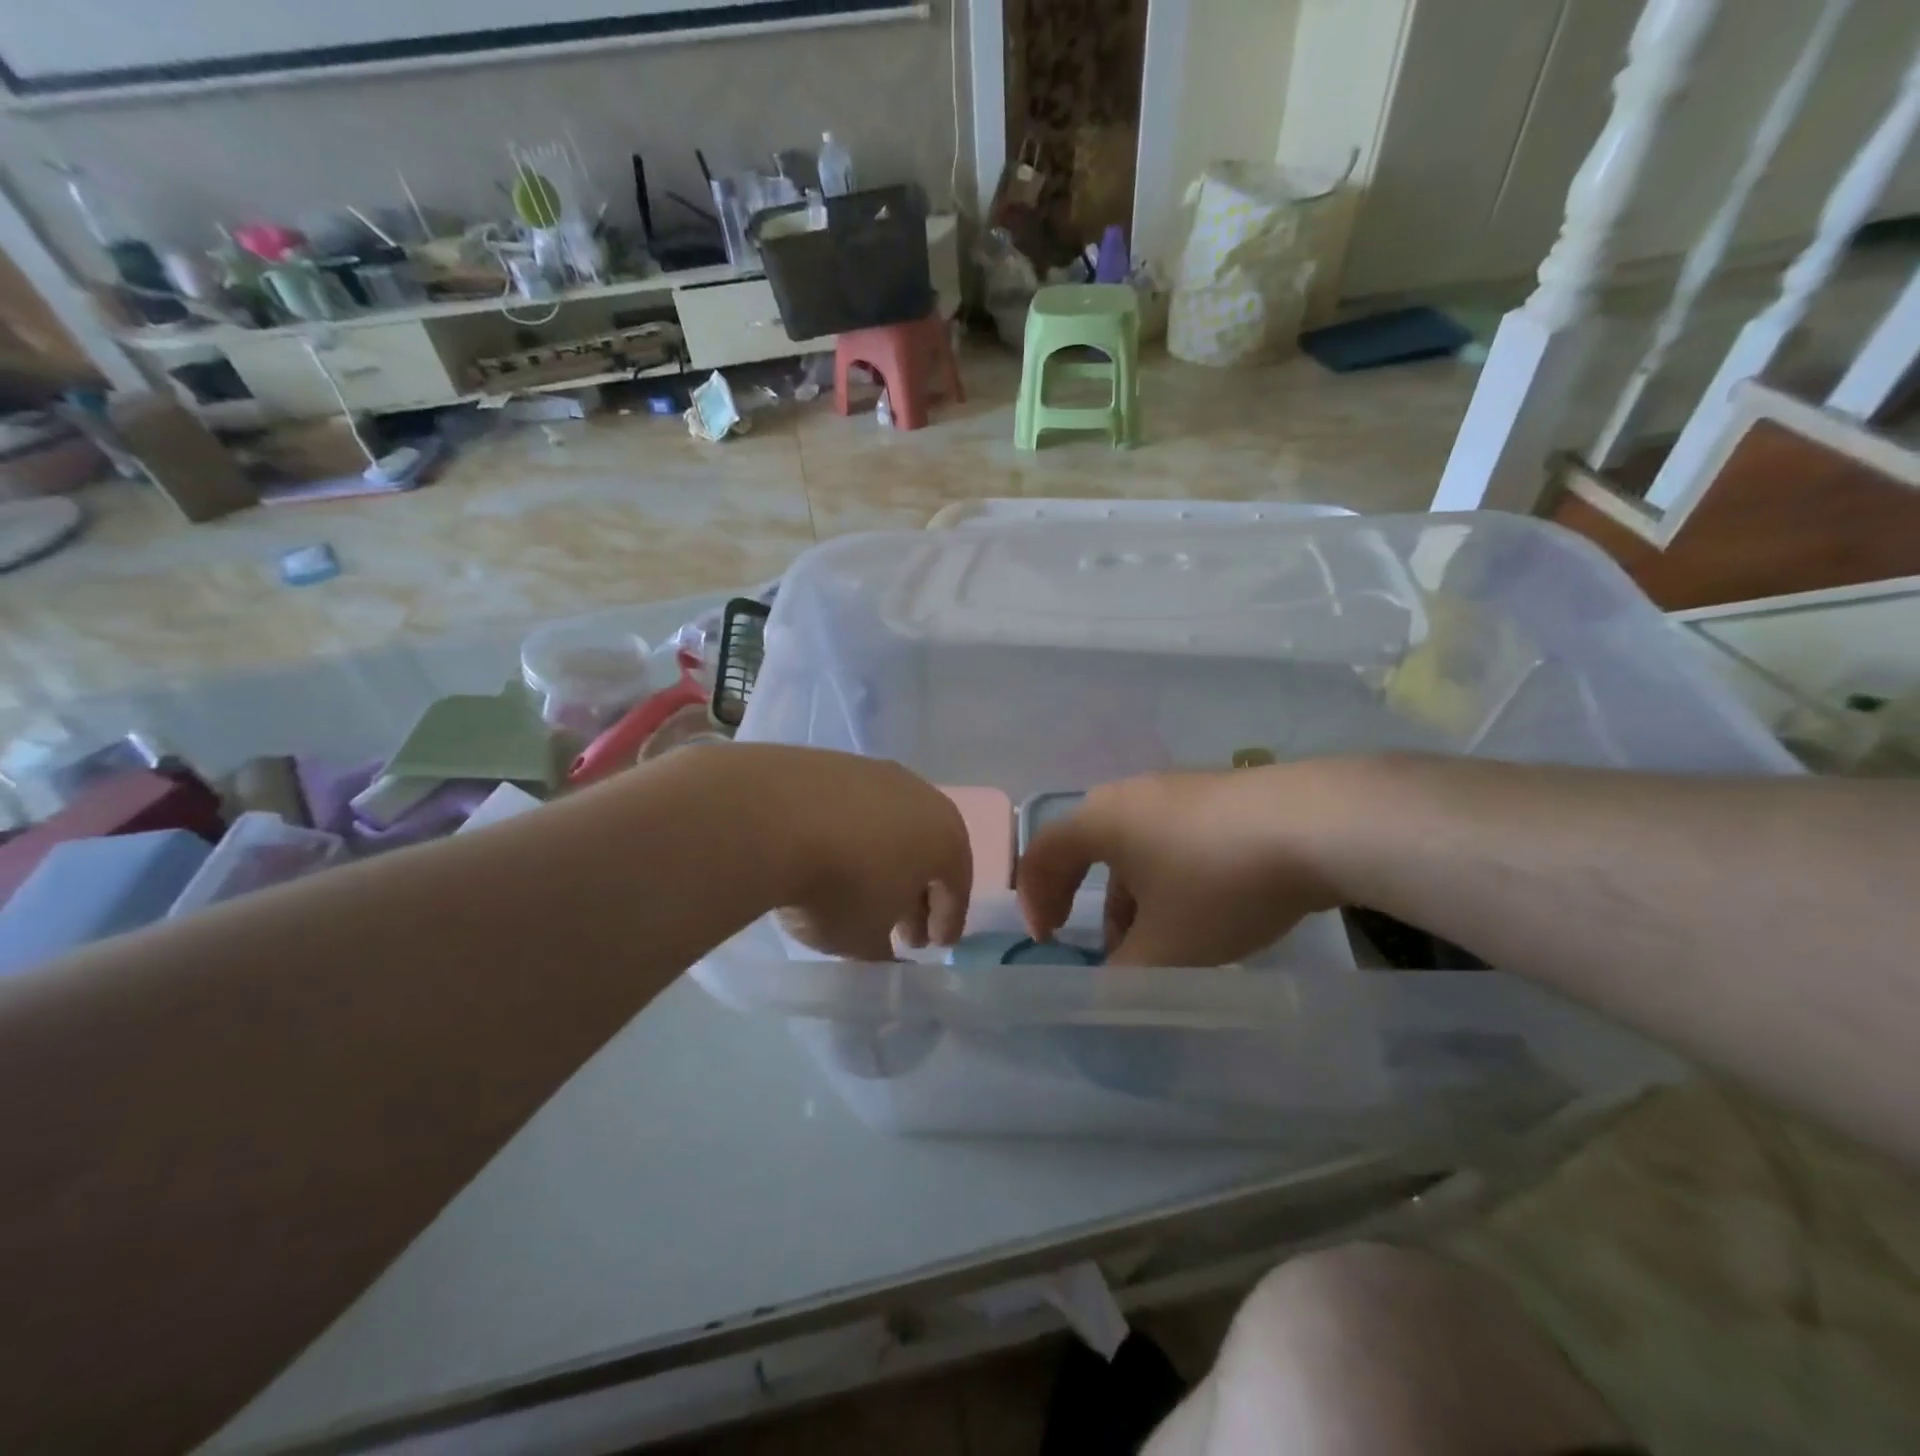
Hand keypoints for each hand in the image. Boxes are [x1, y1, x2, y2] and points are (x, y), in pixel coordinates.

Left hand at [733, 747, 971, 960]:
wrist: (769, 817)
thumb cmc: (838, 886)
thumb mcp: (864, 938)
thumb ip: (883, 948)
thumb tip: (885, 947)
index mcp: (945, 838)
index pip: (957, 886)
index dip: (948, 920)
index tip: (935, 946)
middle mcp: (919, 796)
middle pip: (927, 850)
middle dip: (917, 892)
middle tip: (902, 929)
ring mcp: (874, 773)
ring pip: (890, 825)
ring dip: (882, 859)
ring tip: (859, 891)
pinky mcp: (830, 762)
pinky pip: (852, 808)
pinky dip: (849, 834)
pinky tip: (826, 855)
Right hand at [1016, 767, 1342, 965]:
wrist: (1318, 824)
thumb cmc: (1219, 883)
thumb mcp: (1168, 947)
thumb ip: (1125, 978)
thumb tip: (1106, 997)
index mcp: (1100, 820)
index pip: (1042, 854)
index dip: (1034, 899)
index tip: (1048, 942)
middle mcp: (1130, 795)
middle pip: (1088, 848)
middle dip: (1087, 903)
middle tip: (1101, 949)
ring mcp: (1178, 789)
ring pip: (1135, 847)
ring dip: (1132, 896)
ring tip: (1159, 943)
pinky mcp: (1220, 795)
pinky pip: (1172, 838)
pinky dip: (1168, 878)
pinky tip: (1204, 911)